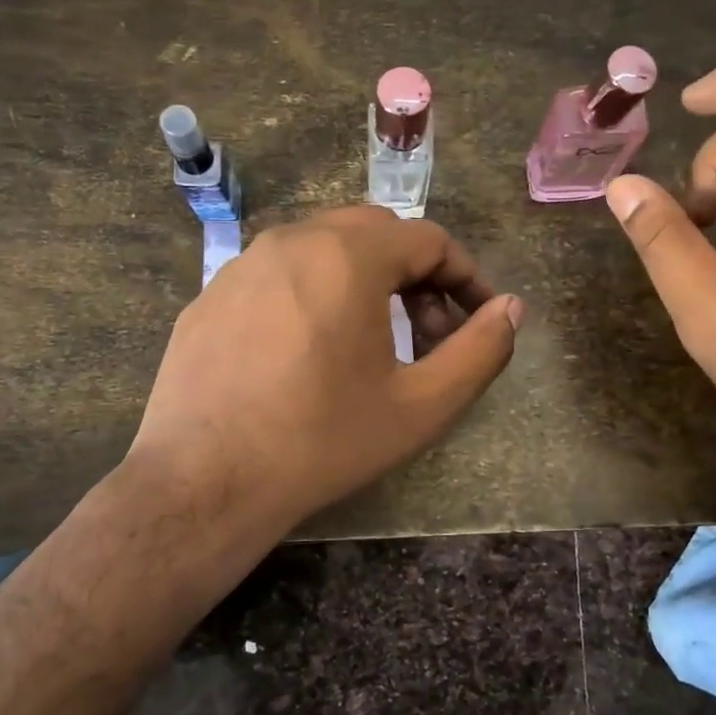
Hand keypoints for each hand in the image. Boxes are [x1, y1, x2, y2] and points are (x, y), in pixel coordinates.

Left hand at [128, 206, 523, 545]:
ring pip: (324, 247)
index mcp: (348, 257)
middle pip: (376, 233)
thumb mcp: (421, 406)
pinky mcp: (211, 294)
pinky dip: (315, 292)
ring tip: (374, 340)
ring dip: (365, 279)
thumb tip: (512, 308)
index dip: (466, 276)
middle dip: (417, 273)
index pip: (429, 239)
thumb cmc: (322, 441)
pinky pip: (279, 274)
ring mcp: (243, 264)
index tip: (480, 317)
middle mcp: (293, 240)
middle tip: (429, 330)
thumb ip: (480, 351)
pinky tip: (310, 351)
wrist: (203, 482)